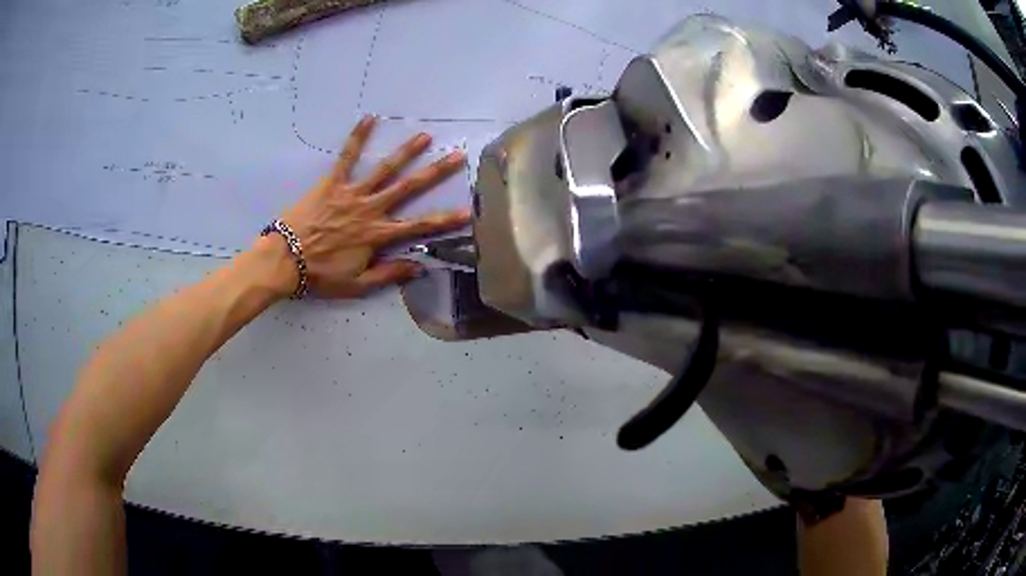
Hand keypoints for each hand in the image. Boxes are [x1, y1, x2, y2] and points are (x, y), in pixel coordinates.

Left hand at [264, 116, 469, 298]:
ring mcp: (351, 194)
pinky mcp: (331, 184)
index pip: (419, 226)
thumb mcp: (357, 285)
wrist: (284, 261)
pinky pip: (346, 157)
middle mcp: (370, 210)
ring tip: (424, 136)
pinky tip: (369, 119)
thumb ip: (389, 274)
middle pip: (408, 188)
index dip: (444, 220)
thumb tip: (420, 267)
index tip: (467, 211)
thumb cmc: (320, 275)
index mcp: (378, 235)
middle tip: (456, 156)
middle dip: (435, 173)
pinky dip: (357, 138)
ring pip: (384, 170)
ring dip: (405, 152)